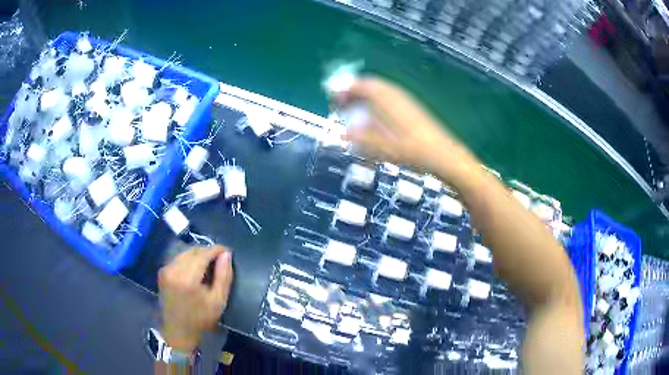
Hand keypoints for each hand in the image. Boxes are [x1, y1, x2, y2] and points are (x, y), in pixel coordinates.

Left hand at [158, 245, 232, 351]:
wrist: (177, 331)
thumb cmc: (200, 319)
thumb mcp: (218, 301)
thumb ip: (223, 276)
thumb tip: (226, 255)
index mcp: (188, 278)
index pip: (203, 254)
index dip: (216, 249)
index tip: (227, 251)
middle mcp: (174, 269)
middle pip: (193, 251)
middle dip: (207, 251)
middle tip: (220, 258)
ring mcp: (166, 270)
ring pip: (184, 253)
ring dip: (198, 254)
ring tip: (209, 263)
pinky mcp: (162, 272)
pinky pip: (178, 258)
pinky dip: (188, 259)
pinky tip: (195, 269)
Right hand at [335, 77, 476, 179]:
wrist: (439, 153)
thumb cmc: (407, 148)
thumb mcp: (378, 145)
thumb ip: (358, 137)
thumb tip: (344, 133)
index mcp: (382, 97)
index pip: (358, 85)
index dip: (343, 91)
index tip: (335, 100)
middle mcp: (393, 93)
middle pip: (369, 84)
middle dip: (354, 93)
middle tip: (344, 105)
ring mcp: (405, 98)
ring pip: (380, 90)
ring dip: (366, 97)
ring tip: (358, 111)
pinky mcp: (412, 106)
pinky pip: (390, 97)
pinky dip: (378, 102)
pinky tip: (378, 117)